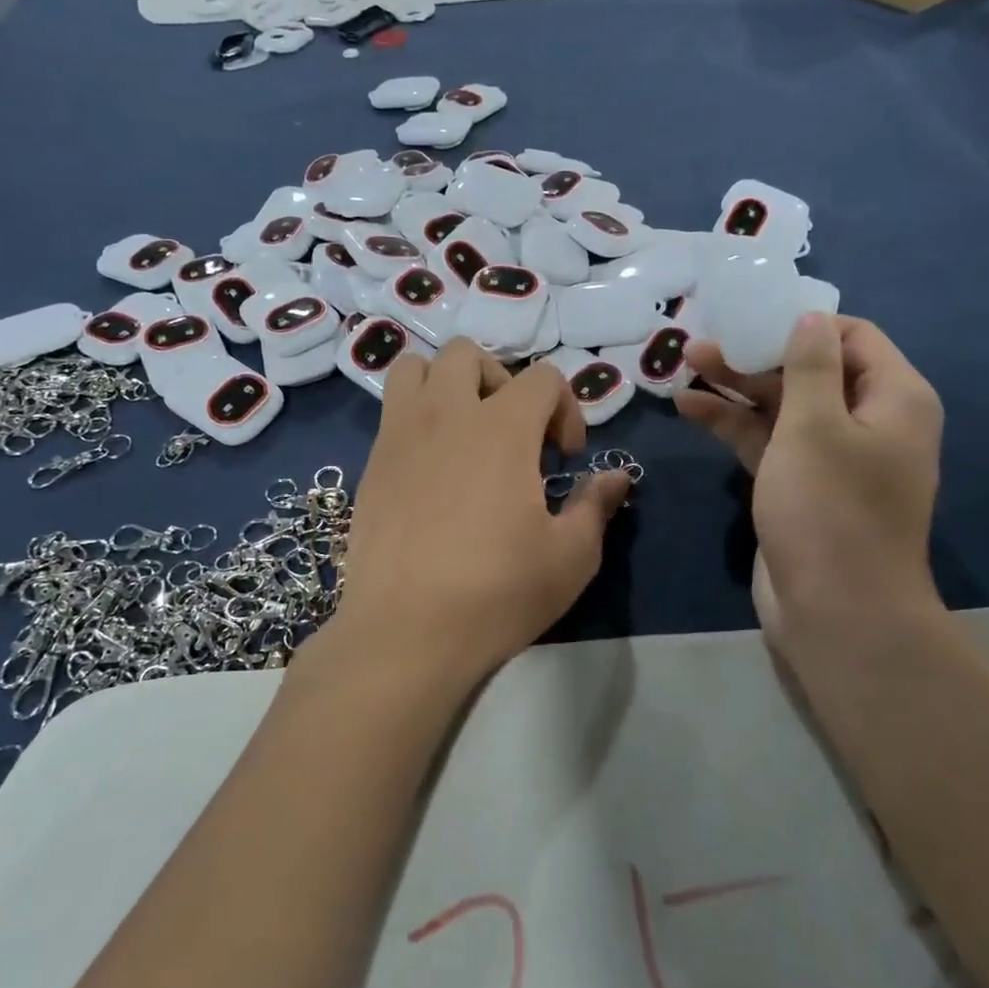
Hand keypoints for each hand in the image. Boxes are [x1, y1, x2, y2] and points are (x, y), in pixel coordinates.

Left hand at [329, 339, 631, 691]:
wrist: (406, 633)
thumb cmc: (497, 593)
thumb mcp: (570, 556)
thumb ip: (596, 505)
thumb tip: (618, 477)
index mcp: (502, 429)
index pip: (543, 377)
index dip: (565, 409)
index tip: (564, 459)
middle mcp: (446, 415)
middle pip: (469, 354)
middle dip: (502, 381)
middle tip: (514, 433)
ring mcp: (400, 435)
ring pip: (416, 368)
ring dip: (446, 384)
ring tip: (464, 432)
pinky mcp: (370, 464)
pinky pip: (391, 412)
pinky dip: (417, 419)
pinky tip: (431, 471)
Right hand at [676, 313, 943, 650]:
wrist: (837, 612)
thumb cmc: (830, 509)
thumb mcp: (815, 425)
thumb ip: (810, 365)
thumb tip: (810, 316)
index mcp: (893, 398)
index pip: (852, 337)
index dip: (801, 322)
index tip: (750, 316)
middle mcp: (868, 421)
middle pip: (810, 370)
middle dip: (756, 355)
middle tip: (701, 344)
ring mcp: (832, 457)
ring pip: (783, 407)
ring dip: (738, 387)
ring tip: (685, 367)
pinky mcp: (801, 486)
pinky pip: (769, 442)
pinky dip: (734, 424)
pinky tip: (690, 408)